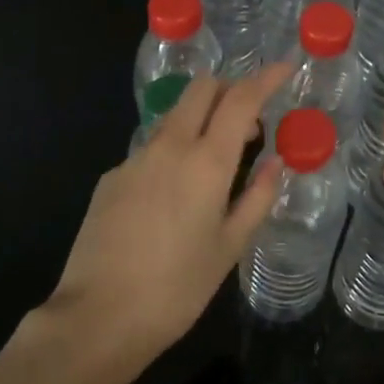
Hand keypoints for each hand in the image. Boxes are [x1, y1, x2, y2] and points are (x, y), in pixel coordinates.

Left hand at [46, 63, 290, 368]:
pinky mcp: (111, 177)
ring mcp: (134, 158)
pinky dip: (172, 152)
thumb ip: (258, 197)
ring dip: (200, 119)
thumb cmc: (177, 288)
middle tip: (249, 121)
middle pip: (201, 89)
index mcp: (206, 161)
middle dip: (229, 88)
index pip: (241, 99)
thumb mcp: (230, 247)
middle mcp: (169, 146)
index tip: (285, 66)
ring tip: (215, 162)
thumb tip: (276, 162)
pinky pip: (150, 148)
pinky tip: (172, 196)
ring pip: (174, 116)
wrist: (98, 317)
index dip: (266, 78)